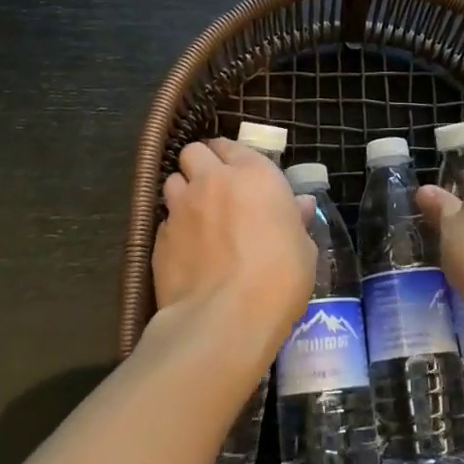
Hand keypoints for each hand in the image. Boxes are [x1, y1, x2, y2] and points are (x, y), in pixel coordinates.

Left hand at [152, 139, 315, 373]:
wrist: (227, 317)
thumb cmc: (280, 277)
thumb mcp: (303, 248)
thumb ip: (295, 220)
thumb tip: (300, 206)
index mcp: (254, 174)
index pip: (231, 145)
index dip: (231, 157)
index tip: (238, 173)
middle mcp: (212, 180)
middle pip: (193, 152)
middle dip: (200, 164)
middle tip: (212, 187)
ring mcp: (181, 208)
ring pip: (172, 182)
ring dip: (183, 192)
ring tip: (196, 216)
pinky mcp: (159, 238)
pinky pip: (165, 221)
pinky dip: (174, 229)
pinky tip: (187, 251)